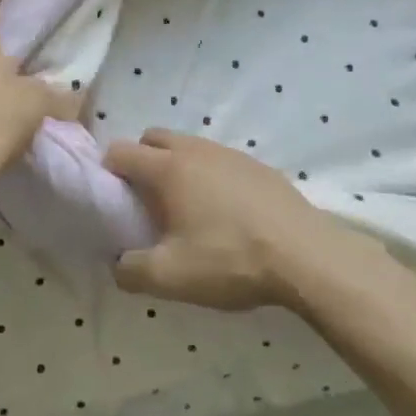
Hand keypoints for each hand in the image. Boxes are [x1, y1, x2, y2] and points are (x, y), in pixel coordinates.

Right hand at [105, 130, 333, 310]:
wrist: (308, 257)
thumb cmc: (231, 260)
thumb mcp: (171, 277)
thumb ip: (131, 270)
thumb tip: (118, 263)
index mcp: (167, 168)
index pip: (121, 151)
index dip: (108, 172)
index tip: (113, 200)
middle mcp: (194, 150)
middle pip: (152, 138)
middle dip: (141, 161)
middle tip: (147, 201)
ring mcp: (229, 153)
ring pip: (188, 146)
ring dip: (176, 166)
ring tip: (188, 208)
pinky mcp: (258, 165)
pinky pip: (219, 160)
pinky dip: (209, 175)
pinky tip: (226, 212)